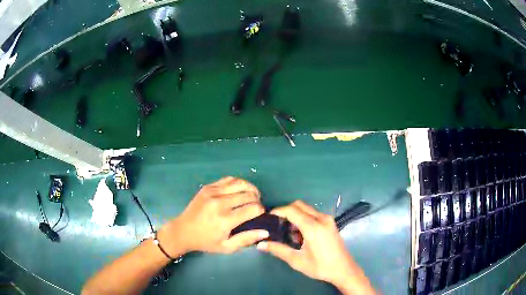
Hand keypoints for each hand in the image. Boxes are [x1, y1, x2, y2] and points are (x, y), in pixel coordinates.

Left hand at [159, 177, 267, 254]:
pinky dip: (238, 183)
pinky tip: (239, 190)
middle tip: (256, 207)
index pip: (253, 208)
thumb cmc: (206, 242)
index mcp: (225, 220)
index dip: (261, 210)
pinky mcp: (208, 187)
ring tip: (252, 196)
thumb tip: (266, 231)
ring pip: (240, 183)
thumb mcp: (227, 247)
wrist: (183, 231)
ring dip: (250, 189)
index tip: (260, 215)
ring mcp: (213, 192)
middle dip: (257, 200)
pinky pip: (229, 179)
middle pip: (249, 194)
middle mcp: (220, 203)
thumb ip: (246, 239)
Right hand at [257, 201, 375, 294]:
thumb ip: (278, 250)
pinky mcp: (330, 222)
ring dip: (295, 215)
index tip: (267, 218)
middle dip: (286, 211)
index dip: (278, 211)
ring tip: (287, 231)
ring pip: (306, 209)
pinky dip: (303, 218)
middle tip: (276, 224)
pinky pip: (313, 214)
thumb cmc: (320, 266)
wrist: (344, 269)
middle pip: (299, 205)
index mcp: (313, 227)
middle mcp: (321, 218)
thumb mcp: (297, 260)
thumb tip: (260, 244)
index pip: (291, 210)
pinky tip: (300, 234)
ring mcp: (327, 219)